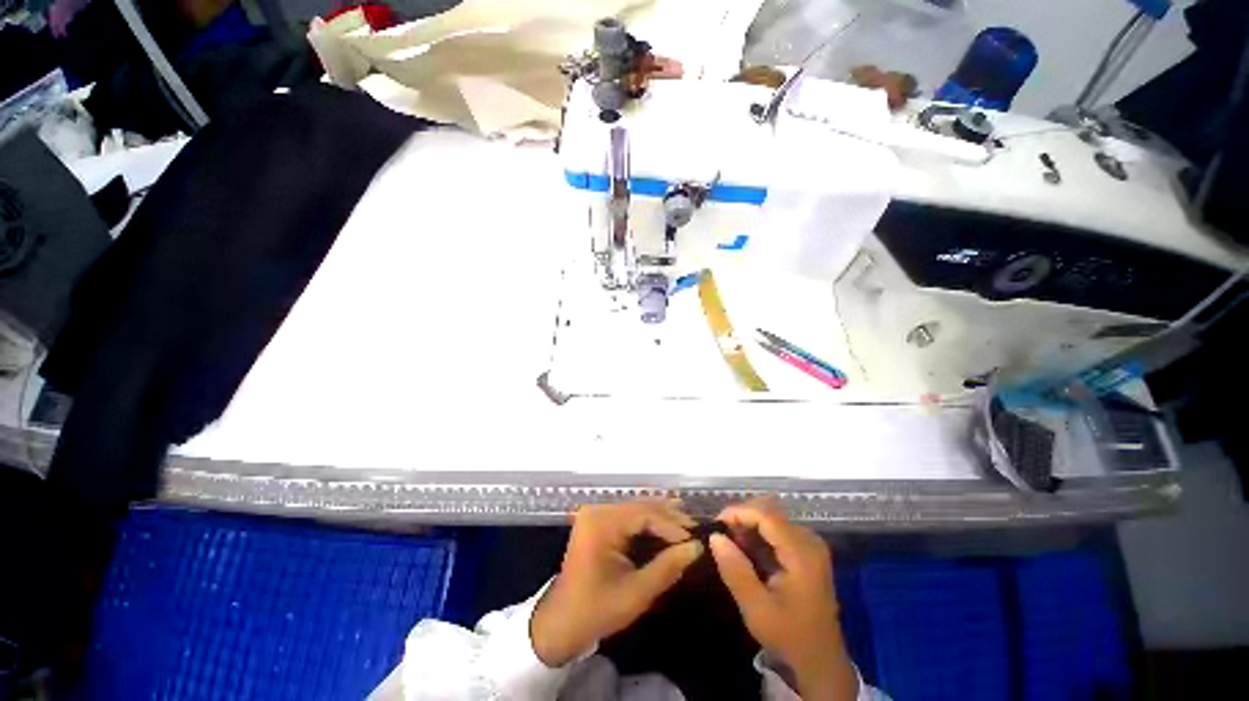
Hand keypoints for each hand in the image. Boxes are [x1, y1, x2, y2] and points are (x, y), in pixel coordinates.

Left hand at [530, 500, 702, 666]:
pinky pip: (628, 515)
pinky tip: (665, 525)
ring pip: (636, 508)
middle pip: (641, 507)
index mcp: (602, 523)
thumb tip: (697, 548)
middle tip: (696, 529)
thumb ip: (667, 567)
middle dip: (669, 518)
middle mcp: (598, 510)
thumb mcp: (636, 593)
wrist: (561, 622)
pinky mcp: (598, 521)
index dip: (672, 526)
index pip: (645, 514)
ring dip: (661, 517)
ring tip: (686, 525)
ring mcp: (596, 513)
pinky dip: (648, 521)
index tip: (695, 540)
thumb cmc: (597, 610)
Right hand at [709, 498, 857, 699]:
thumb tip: (715, 536)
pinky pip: (777, 528)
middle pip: (770, 511)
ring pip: (772, 517)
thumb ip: (735, 570)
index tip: (716, 524)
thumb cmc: (789, 636)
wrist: (821, 661)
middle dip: (742, 516)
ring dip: (748, 524)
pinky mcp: (806, 550)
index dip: (738, 512)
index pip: (766, 515)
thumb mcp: (756, 609)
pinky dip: (758, 533)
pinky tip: (746, 549)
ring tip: (731, 543)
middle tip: (722, 535)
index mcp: (802, 554)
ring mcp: (810, 544)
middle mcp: (809, 541)